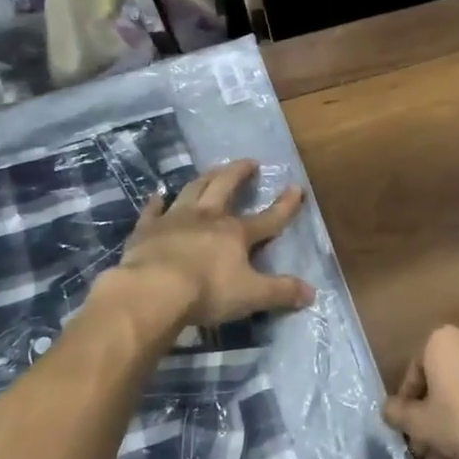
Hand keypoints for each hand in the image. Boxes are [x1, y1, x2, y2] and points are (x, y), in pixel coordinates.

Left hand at [117, 159, 314, 327]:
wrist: (152, 291)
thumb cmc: (207, 291)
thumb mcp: (252, 295)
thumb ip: (281, 292)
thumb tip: (312, 293)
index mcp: (236, 233)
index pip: (269, 218)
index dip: (285, 205)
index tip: (296, 187)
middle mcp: (207, 218)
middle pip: (225, 187)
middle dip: (239, 173)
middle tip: (249, 162)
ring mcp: (175, 220)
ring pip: (193, 190)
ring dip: (205, 178)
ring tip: (213, 170)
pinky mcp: (147, 230)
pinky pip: (153, 210)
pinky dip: (157, 202)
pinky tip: (158, 195)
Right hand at [382, 324, 458, 458]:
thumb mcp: (423, 424)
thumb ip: (399, 414)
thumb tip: (388, 409)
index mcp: (441, 340)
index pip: (414, 374)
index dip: (407, 409)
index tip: (408, 436)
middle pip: (441, 385)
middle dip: (433, 425)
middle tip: (429, 458)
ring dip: (454, 429)